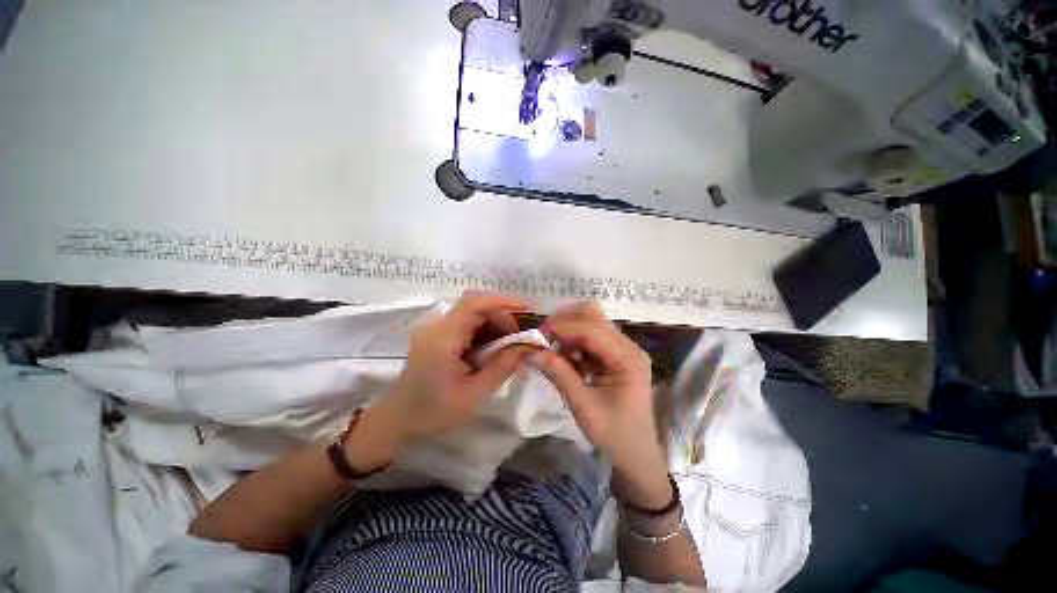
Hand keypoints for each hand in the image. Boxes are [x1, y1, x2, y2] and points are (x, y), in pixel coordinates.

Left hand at [373, 292, 537, 445]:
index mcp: (442, 340)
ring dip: (496, 320)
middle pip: (475, 306)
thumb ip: (502, 367)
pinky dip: (486, 328)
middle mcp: (437, 327)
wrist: (398, 421)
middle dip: (503, 313)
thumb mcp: (474, 394)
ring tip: (517, 337)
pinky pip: (466, 323)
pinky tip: (498, 344)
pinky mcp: (438, 335)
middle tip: (525, 330)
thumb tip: (529, 347)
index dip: (502, 303)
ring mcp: (436, 329)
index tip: (526, 312)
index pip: (473, 305)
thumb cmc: (433, 413)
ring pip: (472, 313)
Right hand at [532, 303, 671, 507]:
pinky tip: (565, 358)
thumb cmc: (613, 435)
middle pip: (594, 317)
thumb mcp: (583, 406)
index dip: (563, 327)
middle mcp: (628, 346)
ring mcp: (624, 349)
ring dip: (568, 331)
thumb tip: (531, 351)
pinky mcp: (616, 355)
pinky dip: (574, 342)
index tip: (537, 334)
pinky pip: (591, 337)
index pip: (591, 329)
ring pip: (591, 323)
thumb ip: (559, 374)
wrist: (636, 456)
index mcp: (627, 358)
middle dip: (565, 322)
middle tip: (543, 338)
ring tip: (552, 349)